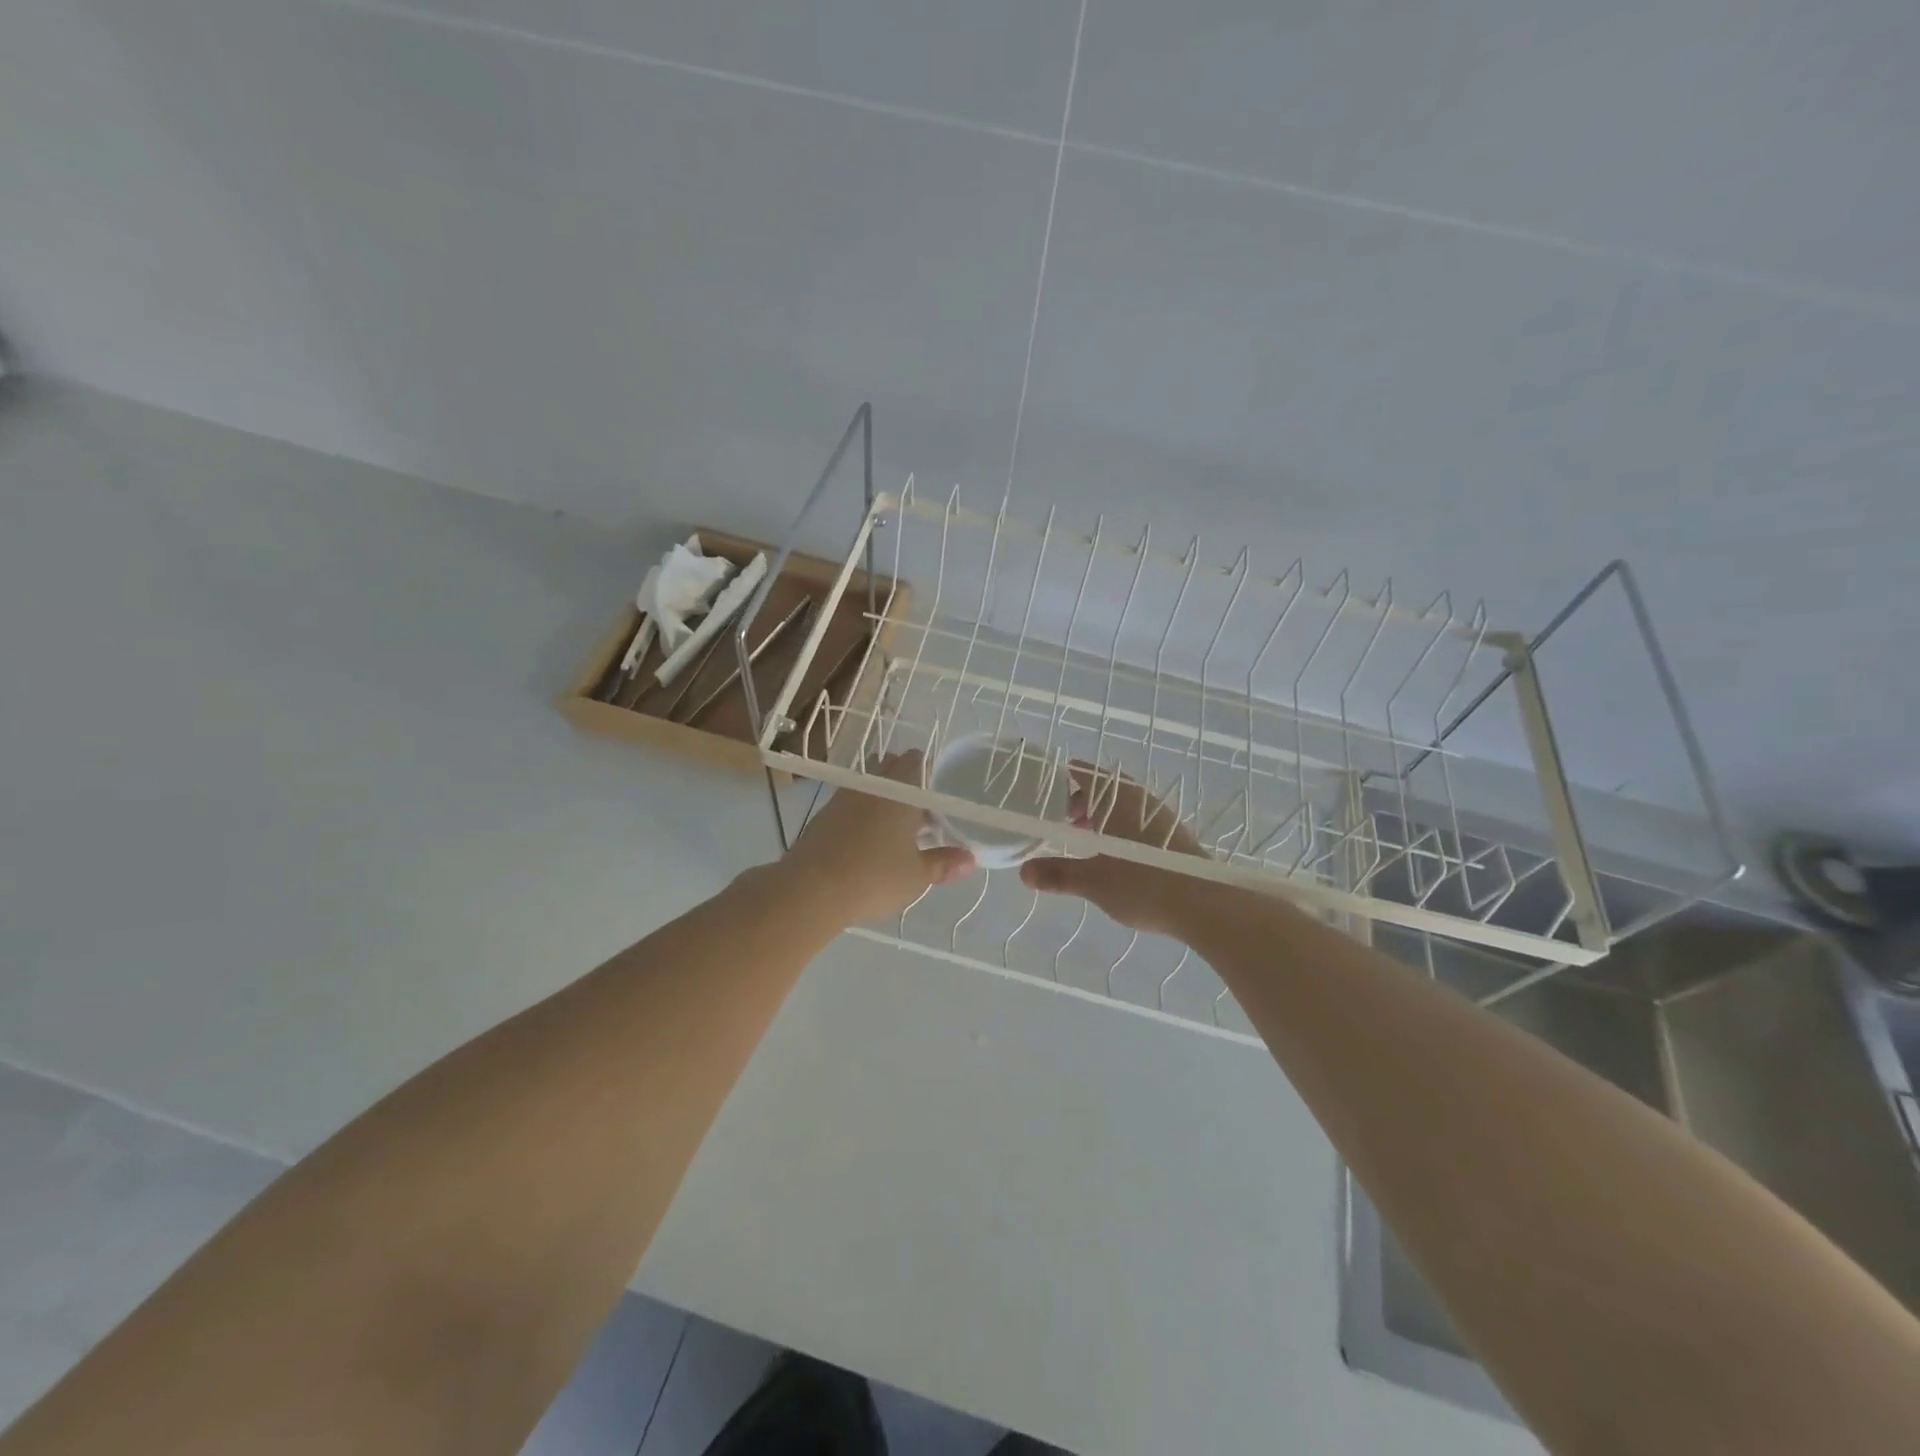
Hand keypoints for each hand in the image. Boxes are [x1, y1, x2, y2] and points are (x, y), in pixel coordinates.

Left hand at [779, 751, 974, 926]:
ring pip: (868, 785)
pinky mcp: (823, 816)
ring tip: (894, 825)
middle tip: (919, 808)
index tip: (937, 791)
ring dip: (881, 796)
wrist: (811, 890)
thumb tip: (970, 860)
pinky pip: (849, 803)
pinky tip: (866, 838)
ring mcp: (842, 798)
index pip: (916, 761)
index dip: (928, 770)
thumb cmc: (875, 877)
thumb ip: (943, 864)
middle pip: (890, 767)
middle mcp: (871, 786)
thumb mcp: (917, 876)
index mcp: (900, 791)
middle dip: (905, 781)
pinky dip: (861, 812)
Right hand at [1018, 764, 1209, 937]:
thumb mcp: (1093, 881)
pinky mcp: (1172, 835)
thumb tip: (1024, 873)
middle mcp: (1138, 799)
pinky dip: (1118, 828)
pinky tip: (1114, 855)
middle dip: (1079, 801)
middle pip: (1102, 788)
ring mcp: (1159, 816)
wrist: (1205, 904)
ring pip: (1121, 805)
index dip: (1060, 778)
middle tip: (1061, 822)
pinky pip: (1136, 820)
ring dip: (1100, 816)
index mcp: (1116, 798)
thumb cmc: (1143, 883)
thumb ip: (1058, 874)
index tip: (1042, 793)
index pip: (1082, 773)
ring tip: (1084, 839)